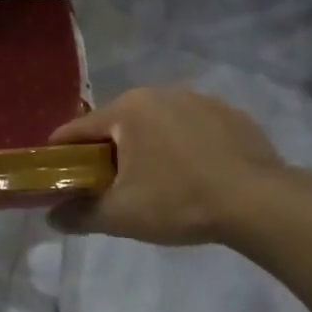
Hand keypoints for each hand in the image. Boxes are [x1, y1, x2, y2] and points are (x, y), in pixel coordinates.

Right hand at [47, 86, 295, 247]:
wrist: (259, 203)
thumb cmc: (178, 201)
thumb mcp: (120, 215)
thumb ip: (79, 214)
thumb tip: (52, 217)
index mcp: (127, 109)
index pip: (77, 129)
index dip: (62, 154)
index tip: (57, 175)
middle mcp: (159, 93)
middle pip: (118, 125)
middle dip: (108, 153)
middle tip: (109, 187)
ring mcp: (199, 100)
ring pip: (156, 124)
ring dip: (148, 148)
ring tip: (156, 183)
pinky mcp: (231, 114)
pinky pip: (191, 129)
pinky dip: (183, 147)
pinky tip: (194, 175)